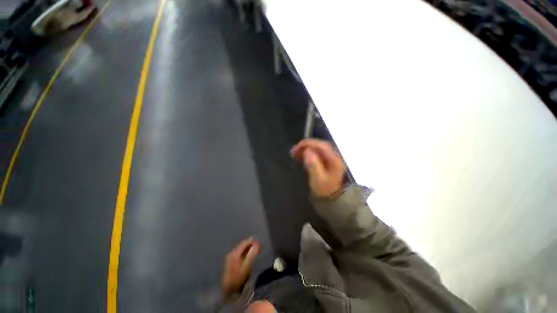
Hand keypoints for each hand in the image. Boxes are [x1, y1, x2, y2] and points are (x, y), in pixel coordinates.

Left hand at [221, 237, 259, 296]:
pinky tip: (246, 254)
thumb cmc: (238, 277)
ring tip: (252, 248)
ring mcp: (229, 257)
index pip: (244, 243)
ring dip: (246, 248)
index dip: (250, 240)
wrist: (228, 289)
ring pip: (239, 249)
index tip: (257, 239)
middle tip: (256, 244)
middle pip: (241, 245)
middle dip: (248, 244)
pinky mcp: (229, 262)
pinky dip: (242, 252)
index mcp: (235, 253)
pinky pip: (237, 253)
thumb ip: (252, 254)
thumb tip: (257, 244)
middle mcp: (231, 253)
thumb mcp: (247, 265)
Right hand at [291, 139, 344, 196]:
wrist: (332, 198)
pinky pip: (317, 152)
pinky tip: (302, 155)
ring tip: (295, 153)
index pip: (321, 146)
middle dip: (306, 145)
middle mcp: (334, 156)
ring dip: (306, 148)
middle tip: (293, 151)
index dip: (308, 144)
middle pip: (320, 145)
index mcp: (334, 159)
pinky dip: (308, 152)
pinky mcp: (327, 160)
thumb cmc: (324, 189)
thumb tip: (307, 150)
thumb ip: (313, 165)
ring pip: (318, 148)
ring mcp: (331, 157)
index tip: (296, 148)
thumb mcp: (317, 179)